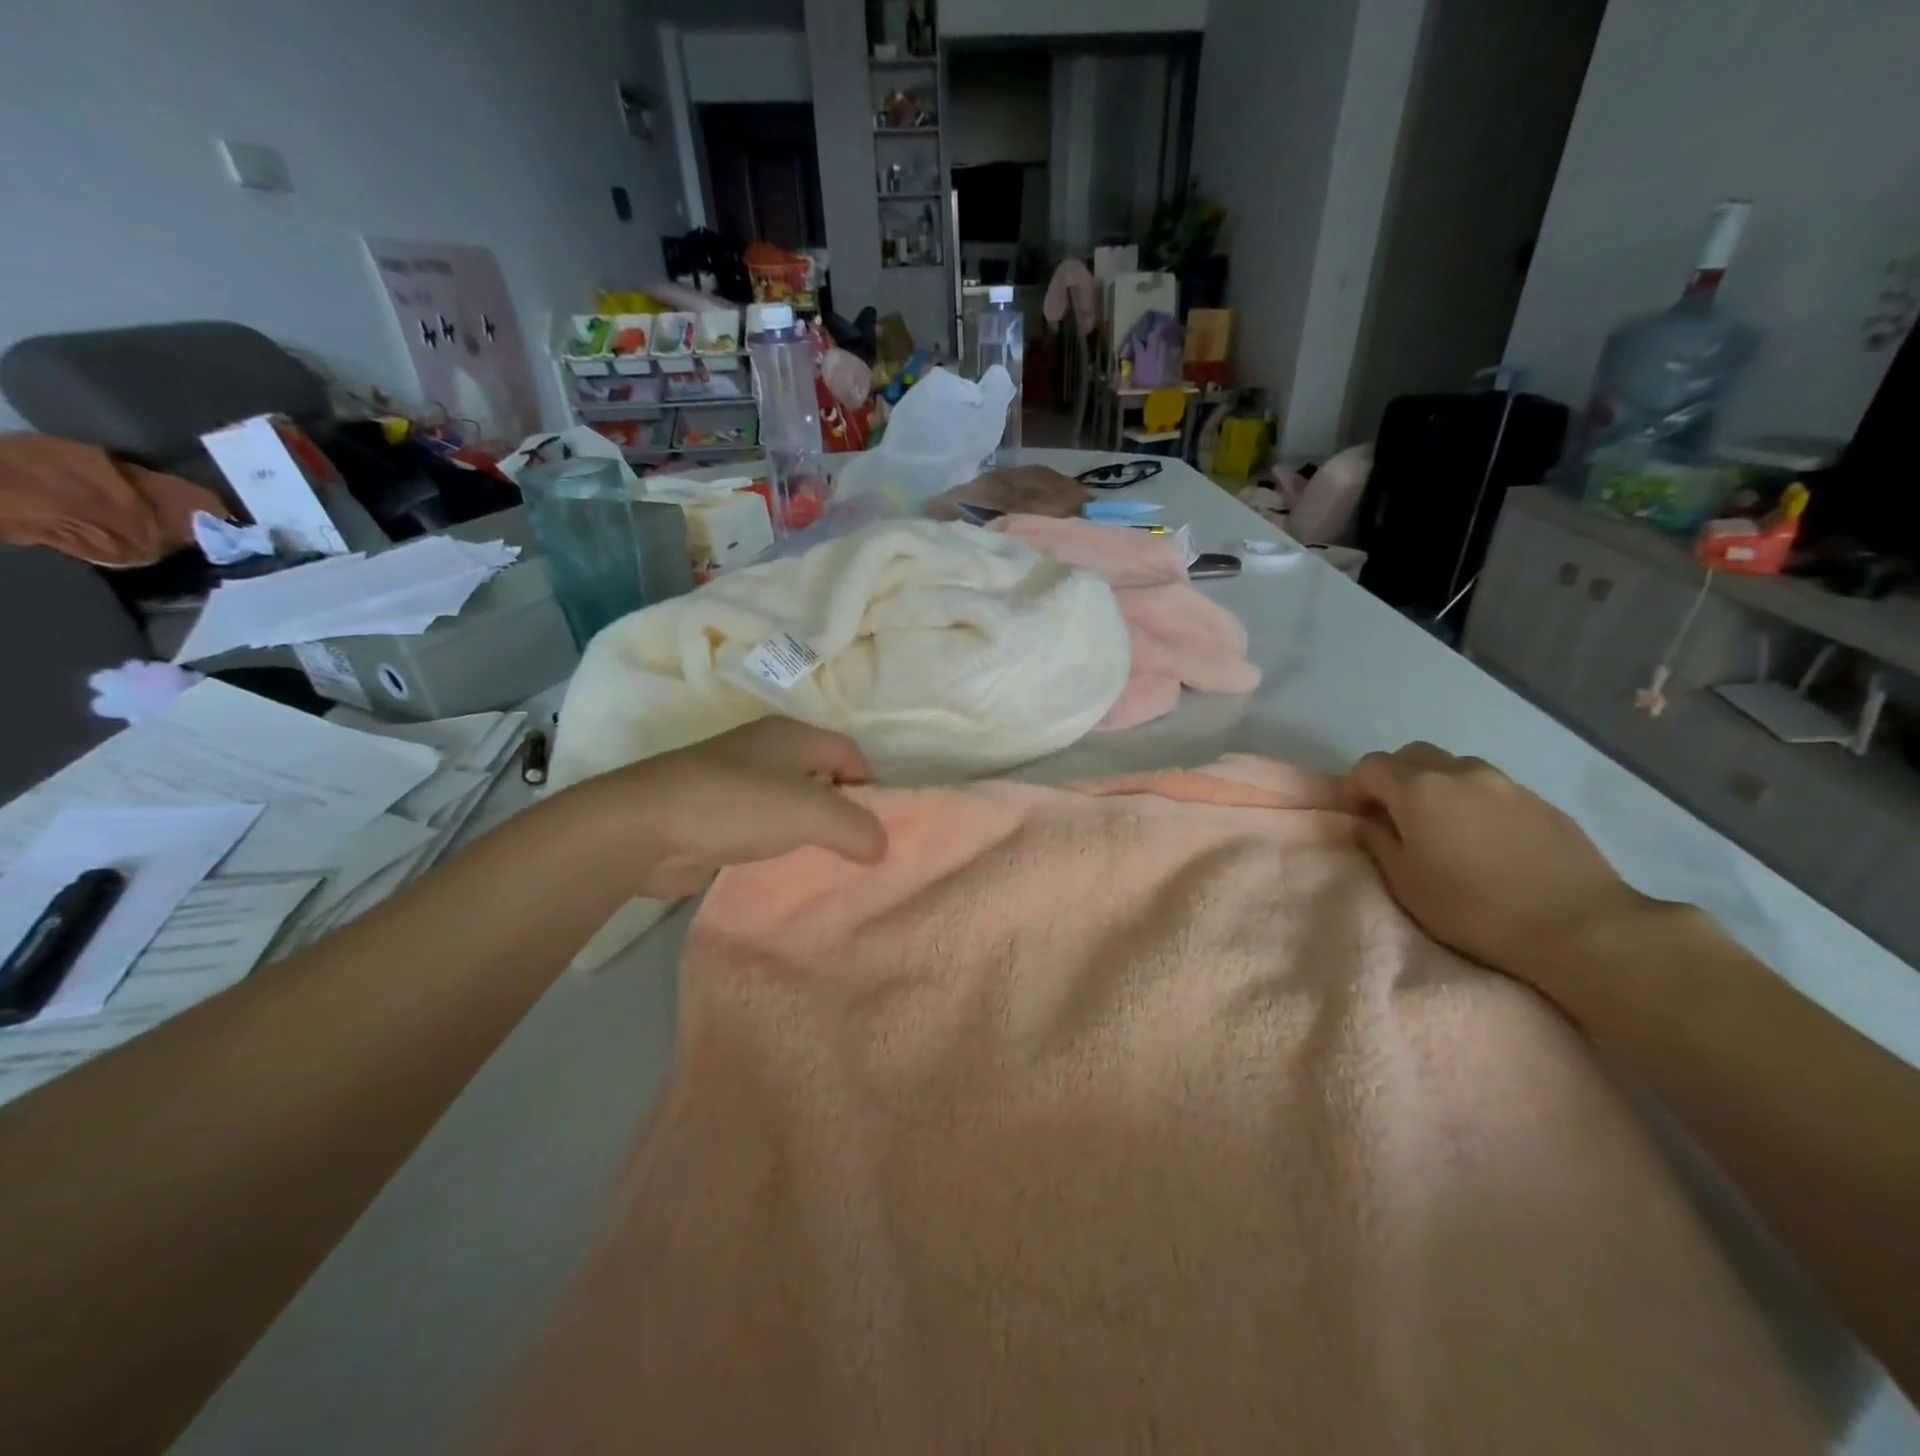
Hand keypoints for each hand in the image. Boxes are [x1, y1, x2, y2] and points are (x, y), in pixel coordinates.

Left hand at [555, 718, 887, 899]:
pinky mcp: (713, 814)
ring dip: (807, 831)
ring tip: (821, 863)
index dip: (869, 785)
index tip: (874, 827)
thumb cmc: (737, 804)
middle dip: (840, 811)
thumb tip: (882, 847)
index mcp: (791, 735)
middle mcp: (765, 751)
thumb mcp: (812, 812)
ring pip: (790, 804)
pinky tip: (779, 870)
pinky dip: (775, 845)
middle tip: (854, 850)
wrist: (643, 827)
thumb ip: (857, 828)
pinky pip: (760, 827)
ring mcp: (735, 782)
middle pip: (821, 776)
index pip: (849, 752)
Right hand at [1343, 742, 1653, 985]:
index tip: (1357, 817)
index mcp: (1419, 789)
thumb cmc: (1473, 908)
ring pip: (1455, 768)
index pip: (1370, 766)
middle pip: (1413, 755)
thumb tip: (1369, 822)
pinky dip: (1474, 801)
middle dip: (1394, 778)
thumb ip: (1378, 842)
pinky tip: (1486, 840)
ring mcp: (1506, 784)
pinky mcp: (1542, 802)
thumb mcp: (1405, 882)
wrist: (1579, 926)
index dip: (1355, 787)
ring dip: (1437, 786)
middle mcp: (1460, 773)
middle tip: (1395, 816)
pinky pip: (1492, 789)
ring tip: (1443, 827)